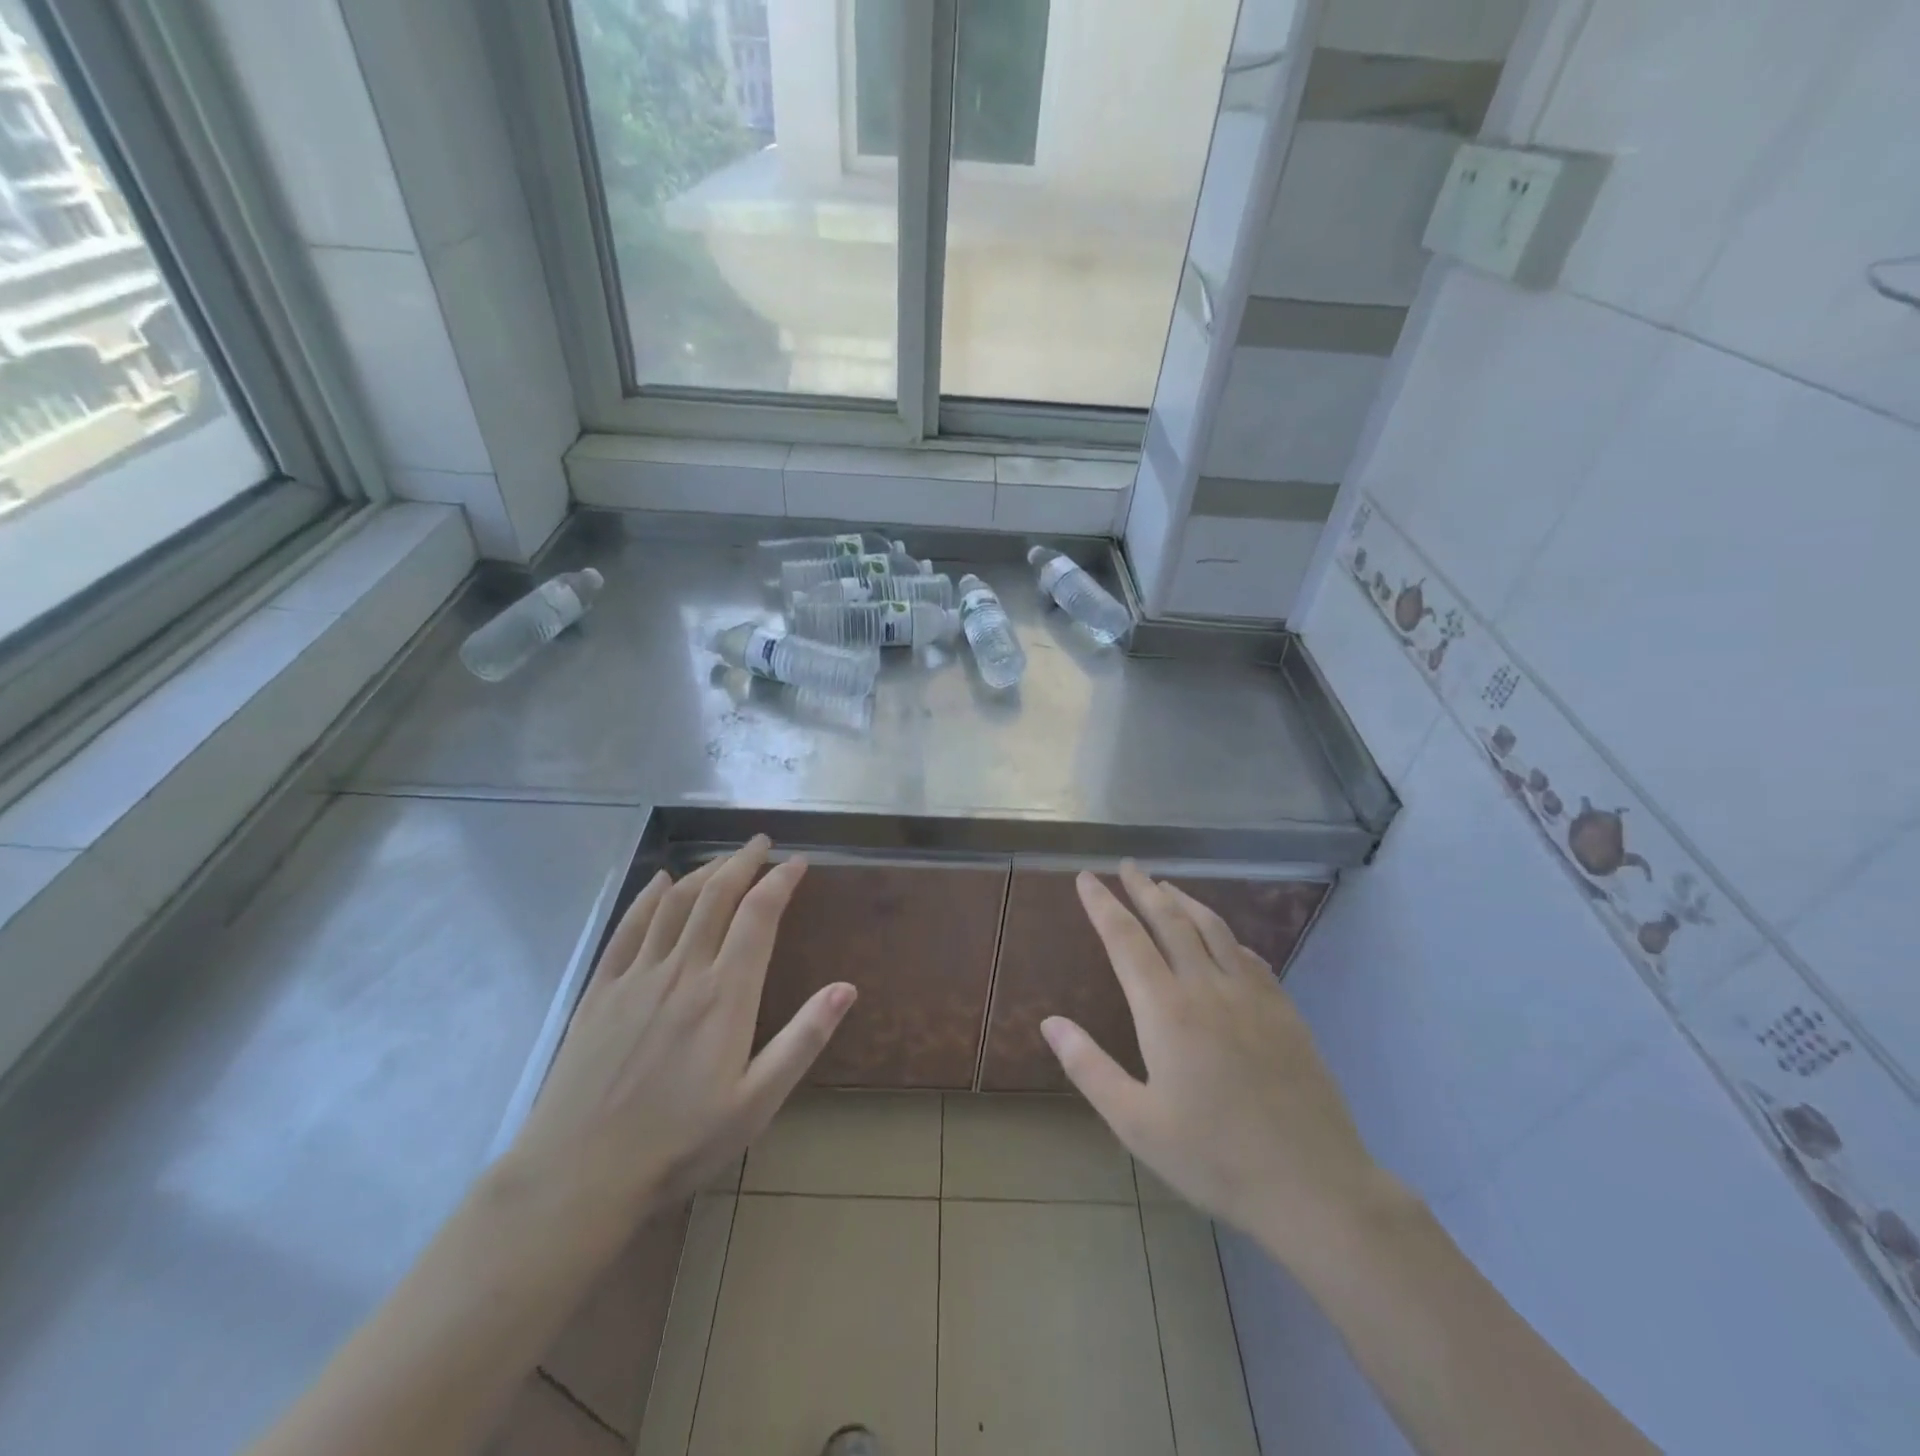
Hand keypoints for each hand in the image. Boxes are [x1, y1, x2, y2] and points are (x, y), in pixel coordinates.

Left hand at [499, 836, 854, 1249]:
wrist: (578, 1176)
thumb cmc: (679, 1144)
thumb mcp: (757, 1103)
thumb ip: (803, 1040)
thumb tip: (847, 988)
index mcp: (725, 994)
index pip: (759, 916)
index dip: (780, 881)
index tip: (797, 862)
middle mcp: (683, 970)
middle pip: (716, 896)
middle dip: (743, 862)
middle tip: (762, 844)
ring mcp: (636, 977)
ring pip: (675, 903)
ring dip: (703, 872)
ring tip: (724, 859)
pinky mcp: (601, 990)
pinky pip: (628, 927)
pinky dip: (649, 896)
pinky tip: (660, 881)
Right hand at [1043, 863, 1399, 1266]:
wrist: (1312, 1184)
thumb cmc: (1214, 1158)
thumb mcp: (1136, 1123)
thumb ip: (1089, 1067)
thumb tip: (1050, 1022)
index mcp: (1166, 1010)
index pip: (1125, 939)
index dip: (1103, 904)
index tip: (1087, 878)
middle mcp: (1207, 988)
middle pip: (1170, 921)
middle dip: (1143, 888)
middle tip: (1126, 865)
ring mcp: (1252, 996)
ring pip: (1213, 929)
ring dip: (1186, 901)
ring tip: (1167, 886)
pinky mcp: (1284, 1011)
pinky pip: (1250, 957)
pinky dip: (1228, 936)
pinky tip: (1225, 940)